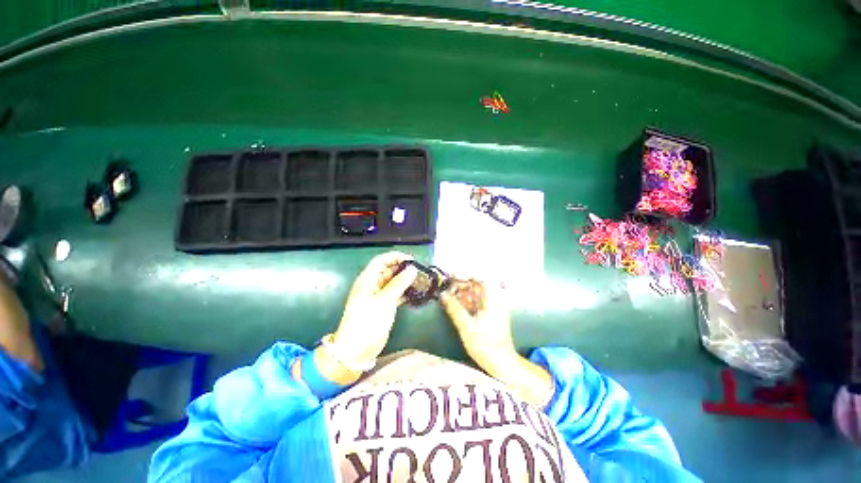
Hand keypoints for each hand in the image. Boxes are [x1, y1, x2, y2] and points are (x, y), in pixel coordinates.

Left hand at [332, 251, 418, 363]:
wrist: (357, 349)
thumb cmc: (367, 322)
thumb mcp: (384, 301)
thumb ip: (398, 284)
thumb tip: (412, 269)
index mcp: (367, 280)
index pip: (381, 261)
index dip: (394, 257)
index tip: (411, 259)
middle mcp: (372, 285)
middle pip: (387, 270)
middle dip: (402, 268)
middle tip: (418, 270)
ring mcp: (378, 296)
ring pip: (393, 282)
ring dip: (404, 280)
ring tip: (419, 280)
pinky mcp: (383, 306)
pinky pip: (395, 293)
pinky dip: (404, 292)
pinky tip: (414, 293)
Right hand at [440, 280, 515, 371]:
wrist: (501, 362)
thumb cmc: (486, 346)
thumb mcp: (466, 327)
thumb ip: (454, 308)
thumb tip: (443, 294)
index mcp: (493, 299)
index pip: (481, 276)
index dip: (465, 273)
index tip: (451, 277)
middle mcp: (494, 298)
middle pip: (476, 282)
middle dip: (460, 283)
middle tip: (447, 290)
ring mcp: (492, 304)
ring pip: (475, 290)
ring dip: (461, 291)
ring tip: (448, 296)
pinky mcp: (489, 310)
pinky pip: (476, 298)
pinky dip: (465, 299)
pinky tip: (456, 304)